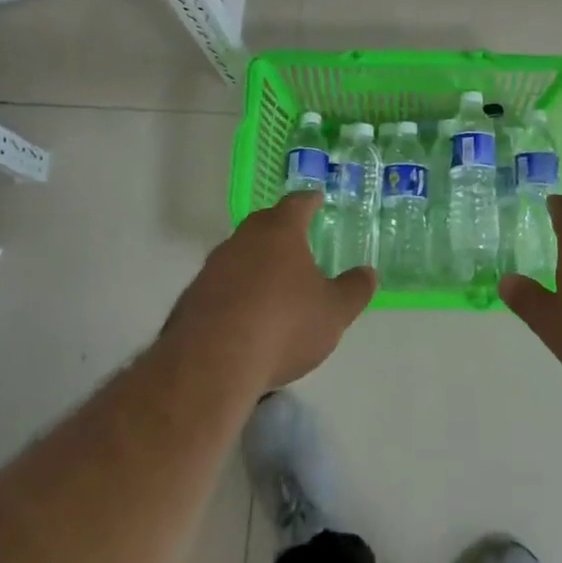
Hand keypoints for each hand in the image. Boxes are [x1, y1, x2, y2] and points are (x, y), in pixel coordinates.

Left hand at [166, 193, 375, 391]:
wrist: (212, 363)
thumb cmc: (283, 326)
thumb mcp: (333, 312)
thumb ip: (354, 290)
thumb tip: (369, 273)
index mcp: (280, 232)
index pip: (297, 204)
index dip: (309, 201)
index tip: (316, 199)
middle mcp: (243, 240)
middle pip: (264, 223)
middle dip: (280, 228)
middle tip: (296, 238)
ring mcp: (213, 267)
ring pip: (239, 253)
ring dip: (255, 261)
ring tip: (272, 281)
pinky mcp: (192, 296)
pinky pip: (221, 283)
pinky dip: (235, 290)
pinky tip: (244, 314)